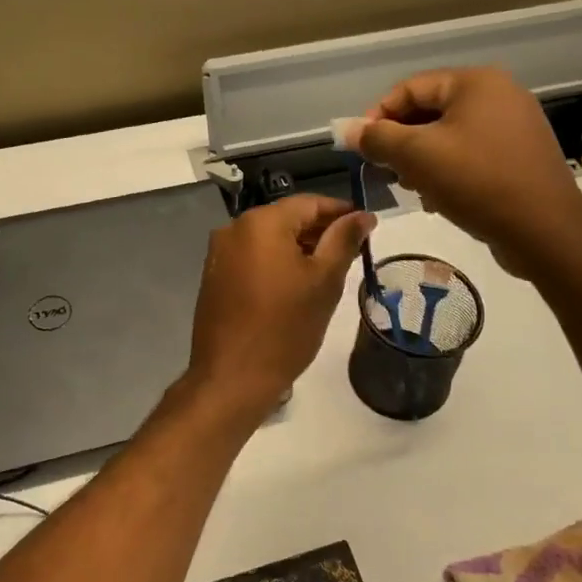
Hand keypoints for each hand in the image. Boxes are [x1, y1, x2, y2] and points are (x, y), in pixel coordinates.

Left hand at [184, 196, 375, 415]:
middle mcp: (234, 228)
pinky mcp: (214, 277)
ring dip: (298, 249)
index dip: (341, 212)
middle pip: (287, 219)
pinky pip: (252, 258)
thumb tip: (363, 215)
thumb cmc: (285, 328)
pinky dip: (276, 263)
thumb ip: (344, 240)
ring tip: (327, 272)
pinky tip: (294, 286)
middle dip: (320, 231)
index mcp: (261, 222)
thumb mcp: (324, 281)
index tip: (366, 227)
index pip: (309, 203)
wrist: (232, 378)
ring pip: (269, 239)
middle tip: (351, 253)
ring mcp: (219, 253)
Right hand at [357, 67, 581, 279]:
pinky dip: (448, 170)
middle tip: (385, 172)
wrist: (546, 232)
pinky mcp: (521, 156)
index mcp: (475, 82)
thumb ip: (378, 138)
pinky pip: (471, 154)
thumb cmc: (477, 182)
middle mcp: (499, 95)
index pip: (410, 88)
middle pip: (430, 111)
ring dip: (422, 160)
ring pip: (449, 136)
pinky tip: (438, 199)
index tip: (361, 149)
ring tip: (411, 188)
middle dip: (401, 142)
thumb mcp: (417, 157)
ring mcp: (514, 126)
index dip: (378, 116)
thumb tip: (347, 130)